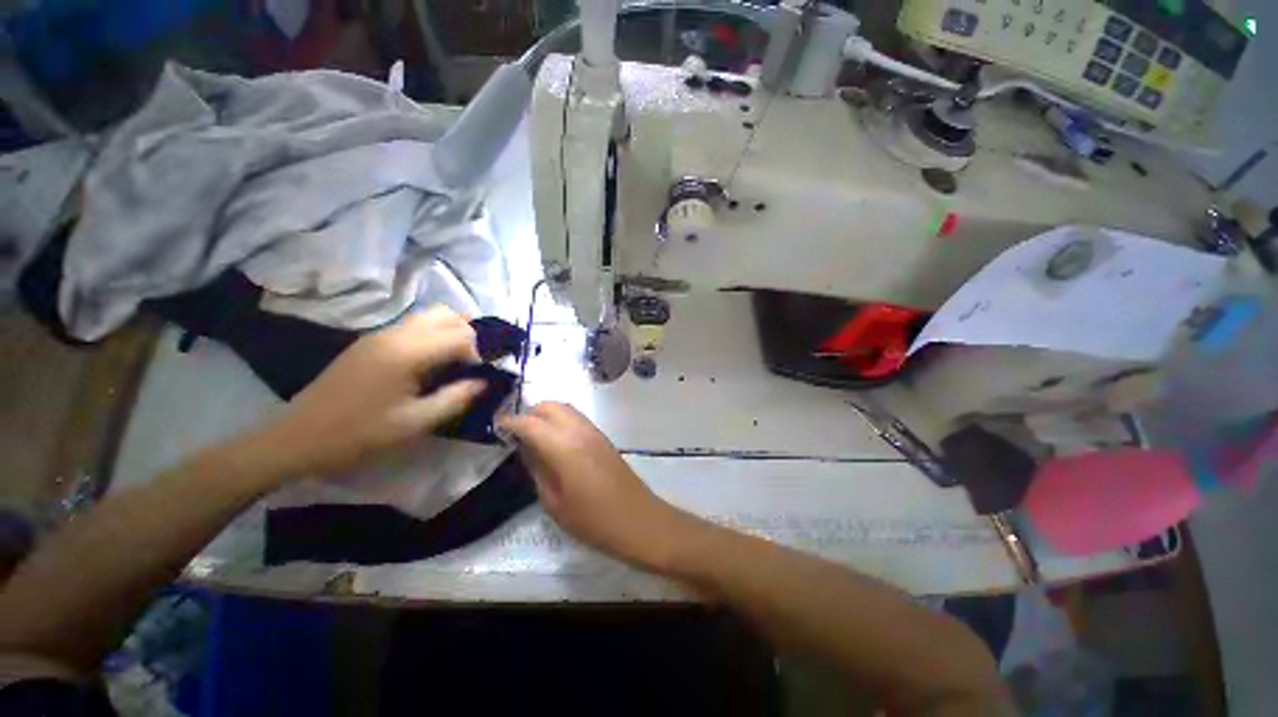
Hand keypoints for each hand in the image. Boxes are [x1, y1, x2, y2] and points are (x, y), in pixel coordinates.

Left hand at [256, 307, 485, 479]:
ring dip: (450, 333)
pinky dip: (432, 336)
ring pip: (429, 316)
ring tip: (455, 362)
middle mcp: (395, 334)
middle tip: (471, 364)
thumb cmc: (359, 434)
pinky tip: (430, 364)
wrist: (296, 437)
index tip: (478, 377)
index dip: (478, 353)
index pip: (460, 335)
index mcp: (407, 352)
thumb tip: (484, 382)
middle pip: (446, 314)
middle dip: (468, 335)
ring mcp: (379, 335)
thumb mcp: (415, 422)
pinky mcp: (369, 342)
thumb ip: (456, 398)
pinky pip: (412, 327)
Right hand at [499, 403, 694, 569]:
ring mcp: (594, 431)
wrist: (637, 518)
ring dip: (546, 414)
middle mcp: (579, 430)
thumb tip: (525, 449)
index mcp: (563, 446)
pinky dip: (561, 420)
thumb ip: (537, 469)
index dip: (510, 422)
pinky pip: (576, 418)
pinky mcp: (603, 436)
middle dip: (529, 413)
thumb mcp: (554, 502)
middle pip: (549, 406)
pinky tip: (555, 441)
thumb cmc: (592, 519)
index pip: (529, 422)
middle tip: (516, 434)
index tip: (496, 427)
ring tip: (534, 437)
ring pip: (565, 408)